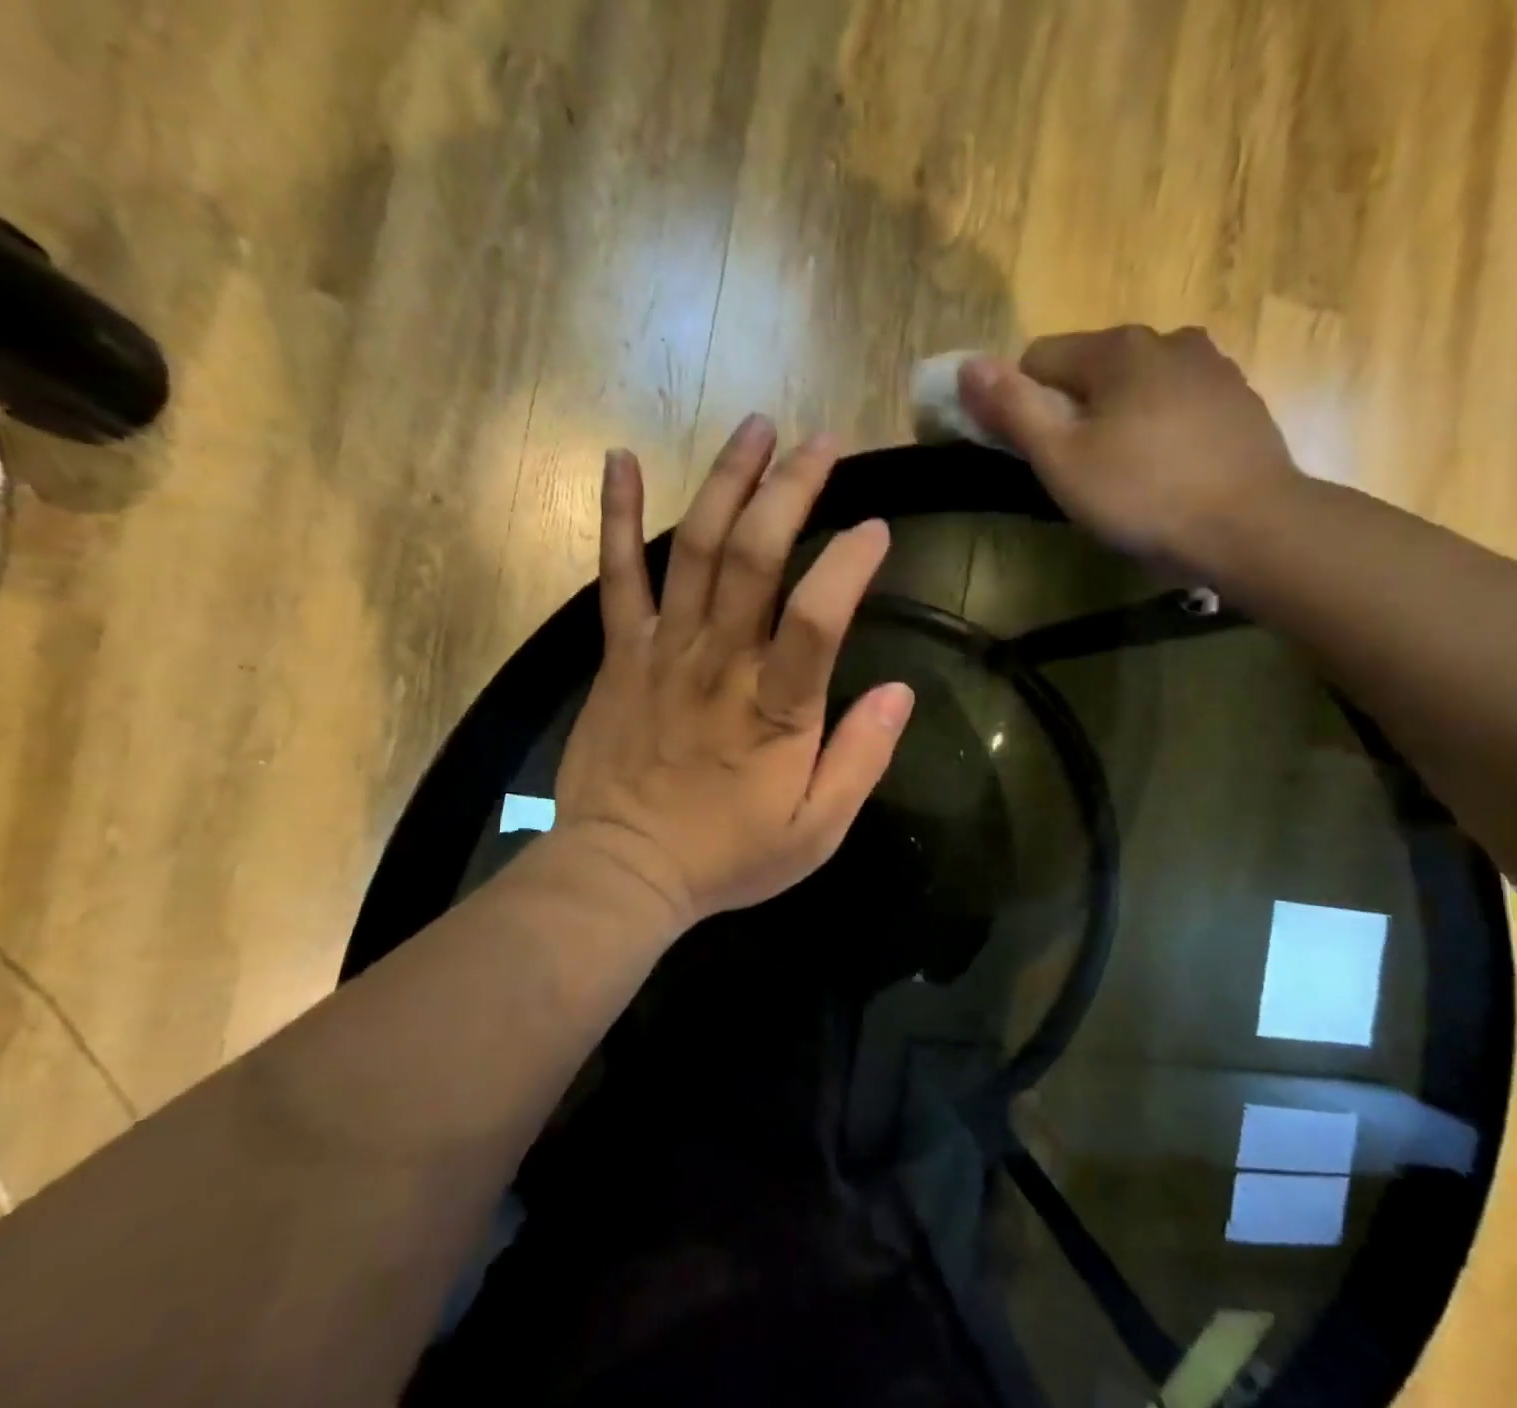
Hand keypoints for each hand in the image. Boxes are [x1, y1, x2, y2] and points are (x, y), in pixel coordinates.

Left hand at [545, 416, 914, 932]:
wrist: (623, 871)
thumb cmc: (728, 855)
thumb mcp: (817, 829)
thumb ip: (862, 758)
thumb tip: (900, 691)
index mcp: (777, 707)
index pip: (819, 615)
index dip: (851, 562)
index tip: (878, 528)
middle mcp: (720, 662)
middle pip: (754, 555)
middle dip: (792, 488)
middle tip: (822, 442)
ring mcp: (663, 650)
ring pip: (693, 548)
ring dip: (726, 480)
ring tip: (756, 426)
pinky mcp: (620, 653)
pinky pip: (616, 575)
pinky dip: (616, 514)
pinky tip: (621, 458)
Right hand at [957, 326, 1303, 570]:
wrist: (1253, 527)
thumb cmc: (1144, 495)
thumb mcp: (1062, 459)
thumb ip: (1013, 409)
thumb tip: (968, 364)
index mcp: (1118, 348)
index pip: (1039, 358)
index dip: (1023, 406)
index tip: (1036, 456)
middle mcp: (1167, 339)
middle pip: (1091, 371)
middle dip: (1074, 413)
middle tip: (1080, 475)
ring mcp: (1212, 367)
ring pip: (1137, 388)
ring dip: (1119, 421)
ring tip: (1128, 478)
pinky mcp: (1240, 401)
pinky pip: (1177, 406)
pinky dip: (1161, 431)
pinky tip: (1169, 475)